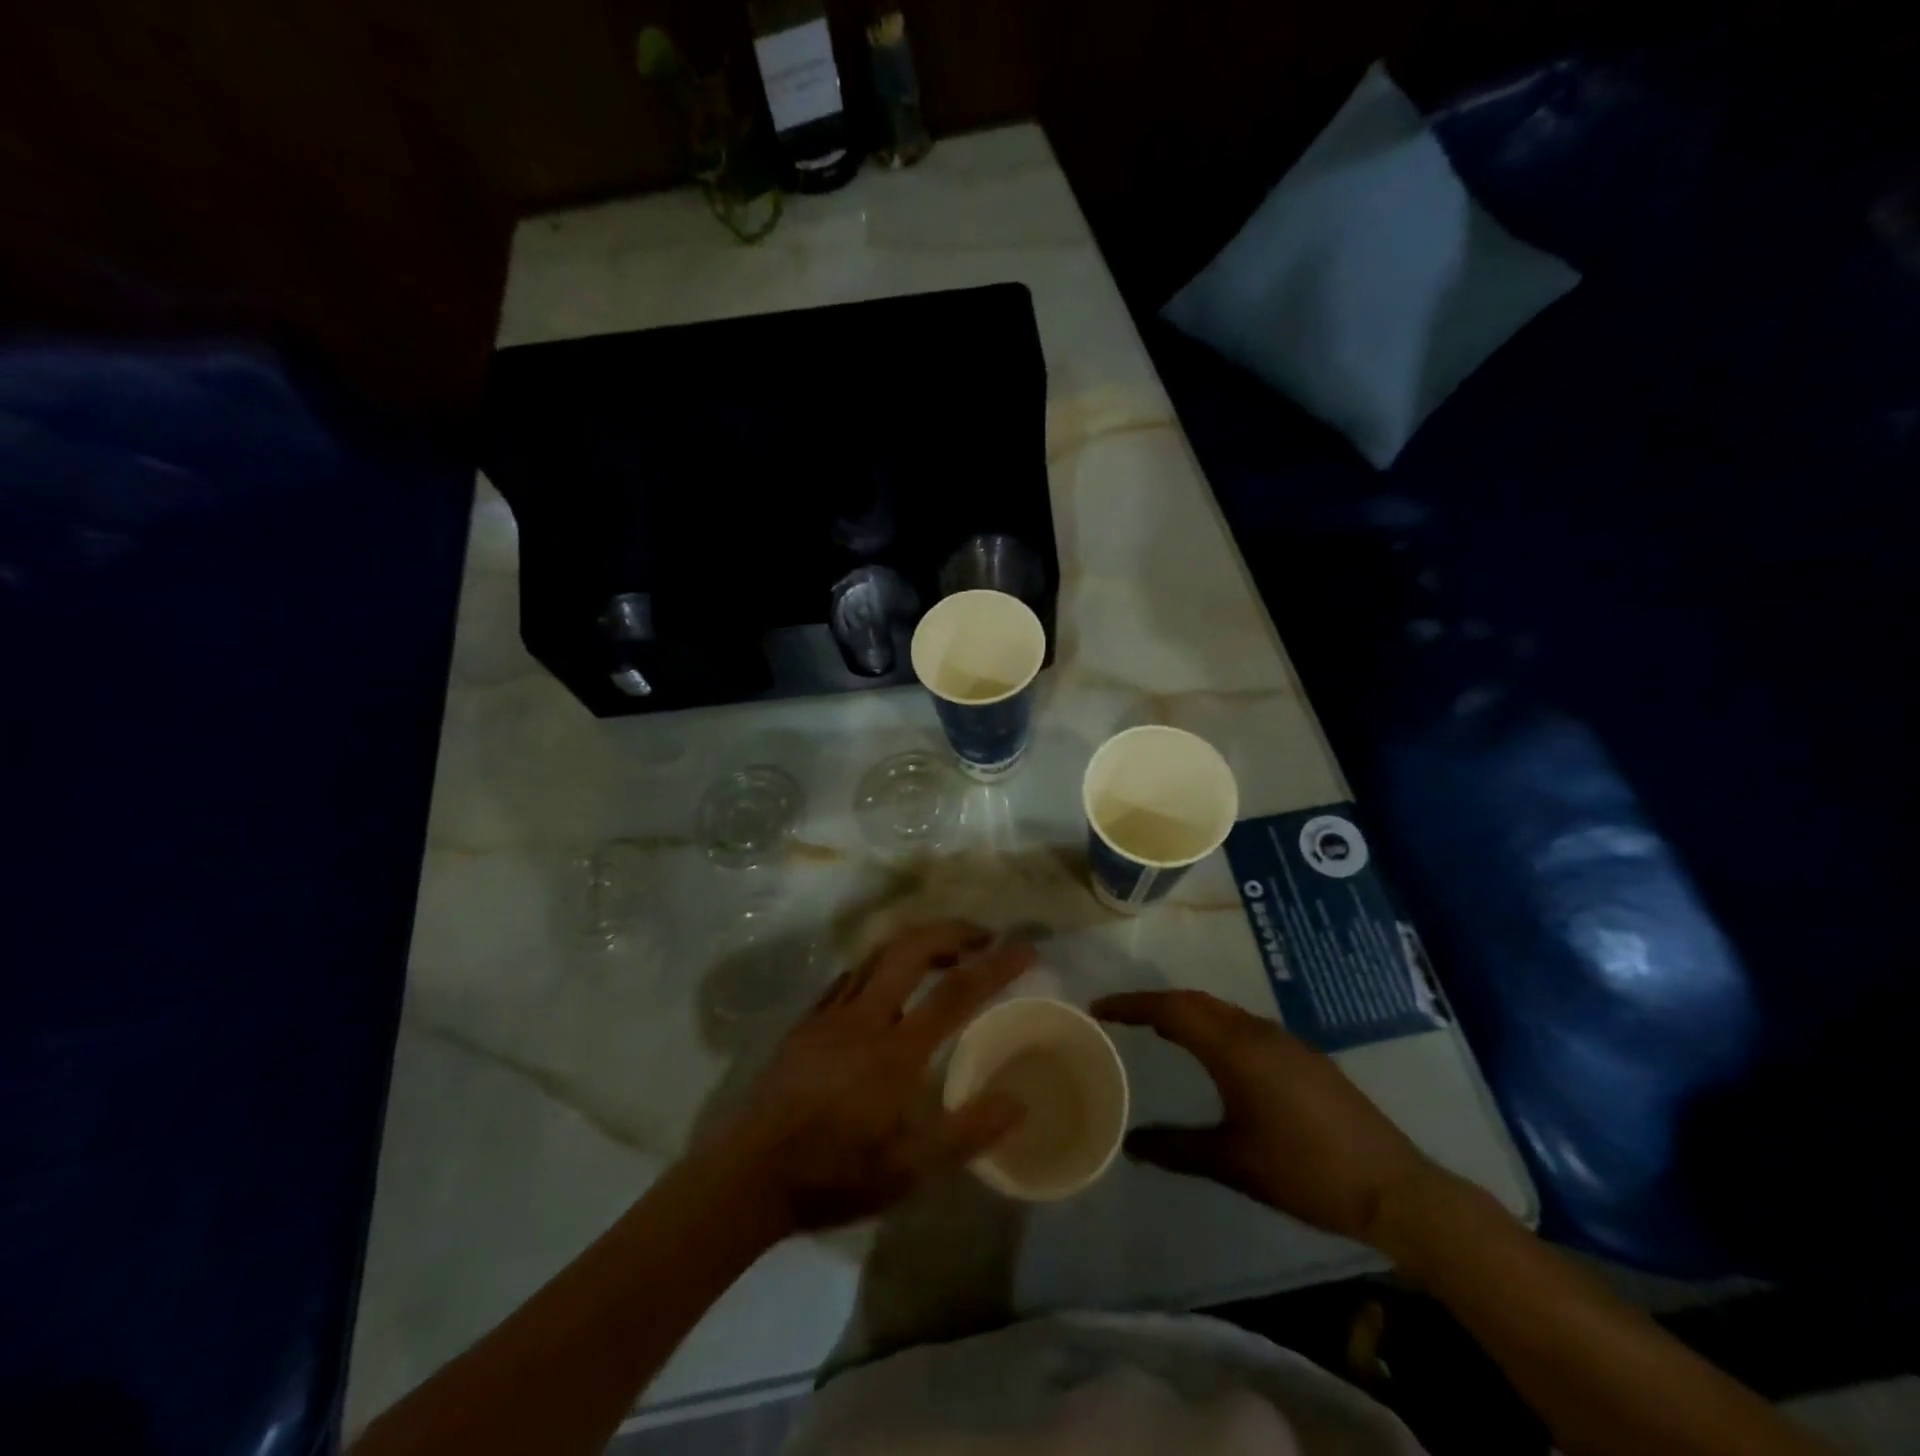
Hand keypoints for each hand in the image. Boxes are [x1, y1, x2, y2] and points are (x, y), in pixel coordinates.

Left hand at [715, 922, 1033, 1234]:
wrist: (748, 1175)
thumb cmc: (833, 1174)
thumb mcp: (908, 1171)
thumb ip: (966, 1134)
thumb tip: (1019, 1101)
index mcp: (894, 1051)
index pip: (956, 992)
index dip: (996, 966)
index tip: (1026, 948)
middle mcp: (864, 1017)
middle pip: (912, 949)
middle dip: (952, 932)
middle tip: (984, 937)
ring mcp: (831, 1013)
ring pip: (877, 953)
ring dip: (917, 941)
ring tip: (945, 951)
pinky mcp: (808, 1020)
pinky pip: (851, 974)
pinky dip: (881, 963)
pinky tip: (889, 981)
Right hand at [1093, 990, 1445, 1246]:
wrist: (1393, 1188)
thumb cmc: (1305, 1171)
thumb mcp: (1232, 1163)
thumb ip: (1176, 1148)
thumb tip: (1129, 1144)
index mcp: (1235, 1048)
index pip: (1171, 1009)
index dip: (1132, 1004)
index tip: (1099, 1008)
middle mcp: (1257, 1031)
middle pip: (1195, 1001)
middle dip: (1154, 1002)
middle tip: (1121, 1016)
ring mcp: (1284, 1040)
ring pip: (1221, 1011)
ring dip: (1186, 1011)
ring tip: (1157, 1028)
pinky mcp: (1303, 1056)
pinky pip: (1242, 1025)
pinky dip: (1212, 1025)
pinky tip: (1211, 1053)